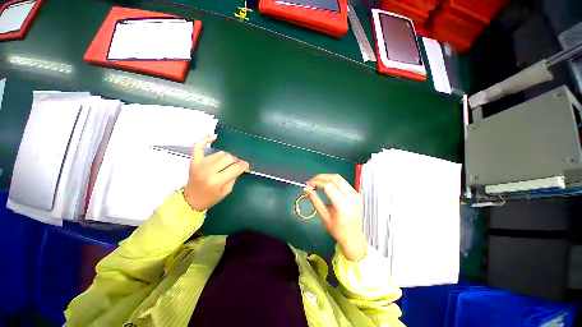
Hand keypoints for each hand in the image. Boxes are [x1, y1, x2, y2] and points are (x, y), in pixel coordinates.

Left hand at [183, 135, 249, 210]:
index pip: (236, 167)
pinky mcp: (194, 160)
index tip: (246, 166)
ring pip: (220, 153)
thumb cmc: (211, 198)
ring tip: (226, 163)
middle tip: (236, 165)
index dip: (244, 165)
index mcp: (217, 181)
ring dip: (226, 157)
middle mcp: (208, 170)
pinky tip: (214, 137)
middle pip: (228, 157)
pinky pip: (198, 146)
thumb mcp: (227, 190)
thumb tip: (240, 166)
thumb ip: (234, 177)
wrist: (191, 200)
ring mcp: (200, 164)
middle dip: (236, 161)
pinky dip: (205, 140)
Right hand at [305, 174, 367, 260]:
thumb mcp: (324, 216)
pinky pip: (343, 182)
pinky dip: (333, 181)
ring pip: (339, 178)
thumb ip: (315, 200)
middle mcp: (351, 197)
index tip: (308, 184)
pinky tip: (326, 185)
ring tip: (317, 182)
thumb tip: (307, 189)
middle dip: (321, 177)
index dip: (317, 182)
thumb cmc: (338, 230)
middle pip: (335, 178)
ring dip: (327, 177)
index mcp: (343, 204)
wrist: (353, 237)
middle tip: (312, 181)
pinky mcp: (356, 194)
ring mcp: (355, 194)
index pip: (328, 186)